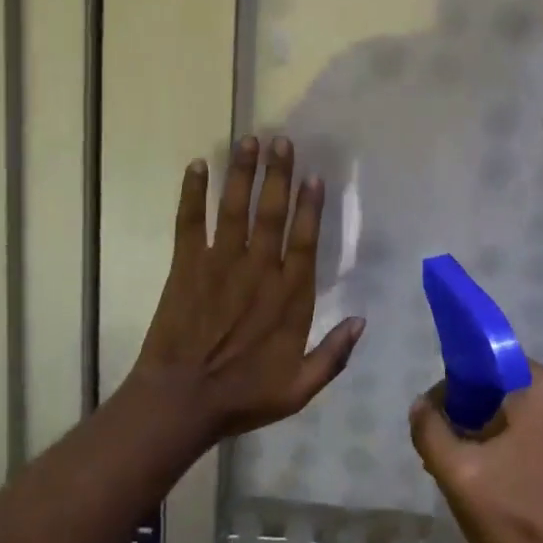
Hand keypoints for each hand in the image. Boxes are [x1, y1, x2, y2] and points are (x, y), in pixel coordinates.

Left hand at [134, 135, 365, 441]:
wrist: (179, 403)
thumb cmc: (242, 396)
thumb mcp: (299, 388)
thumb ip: (334, 355)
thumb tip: (362, 320)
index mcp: (288, 296)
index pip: (304, 240)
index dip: (311, 206)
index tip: (314, 176)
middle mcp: (257, 270)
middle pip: (272, 213)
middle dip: (278, 175)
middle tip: (282, 141)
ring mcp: (219, 264)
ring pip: (235, 209)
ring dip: (242, 173)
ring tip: (248, 140)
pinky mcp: (186, 266)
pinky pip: (190, 223)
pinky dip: (193, 194)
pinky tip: (197, 166)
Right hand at [409, 364, 542, 542]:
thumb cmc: (520, 519)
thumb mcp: (459, 473)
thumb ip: (431, 430)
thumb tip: (421, 405)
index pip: (489, 364)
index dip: (456, 387)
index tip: (438, 420)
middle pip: (505, 388)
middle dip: (472, 414)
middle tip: (448, 452)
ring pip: (521, 412)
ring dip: (491, 433)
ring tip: (467, 470)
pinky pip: (540, 431)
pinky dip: (515, 446)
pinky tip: (496, 481)